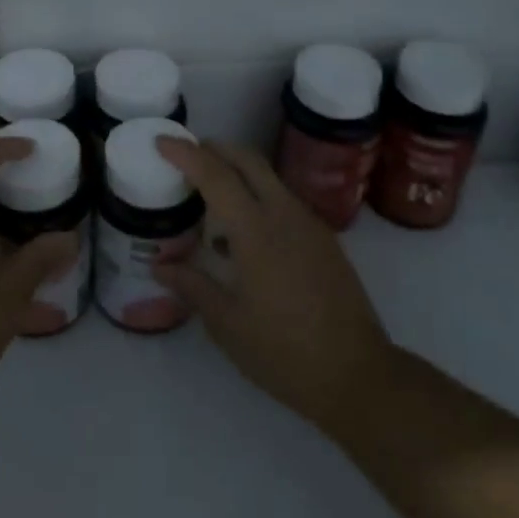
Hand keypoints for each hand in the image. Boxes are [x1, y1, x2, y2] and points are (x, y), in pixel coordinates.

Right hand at [152, 138, 392, 438]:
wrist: (359, 376)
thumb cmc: (284, 351)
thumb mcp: (227, 324)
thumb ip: (192, 286)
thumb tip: (159, 265)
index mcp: (256, 230)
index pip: (215, 174)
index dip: (185, 153)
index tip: (161, 141)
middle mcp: (284, 213)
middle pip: (247, 159)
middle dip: (214, 148)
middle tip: (186, 156)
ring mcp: (308, 223)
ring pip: (267, 176)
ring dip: (237, 170)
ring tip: (210, 194)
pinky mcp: (324, 238)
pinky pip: (283, 199)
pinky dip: (257, 195)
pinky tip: (243, 233)